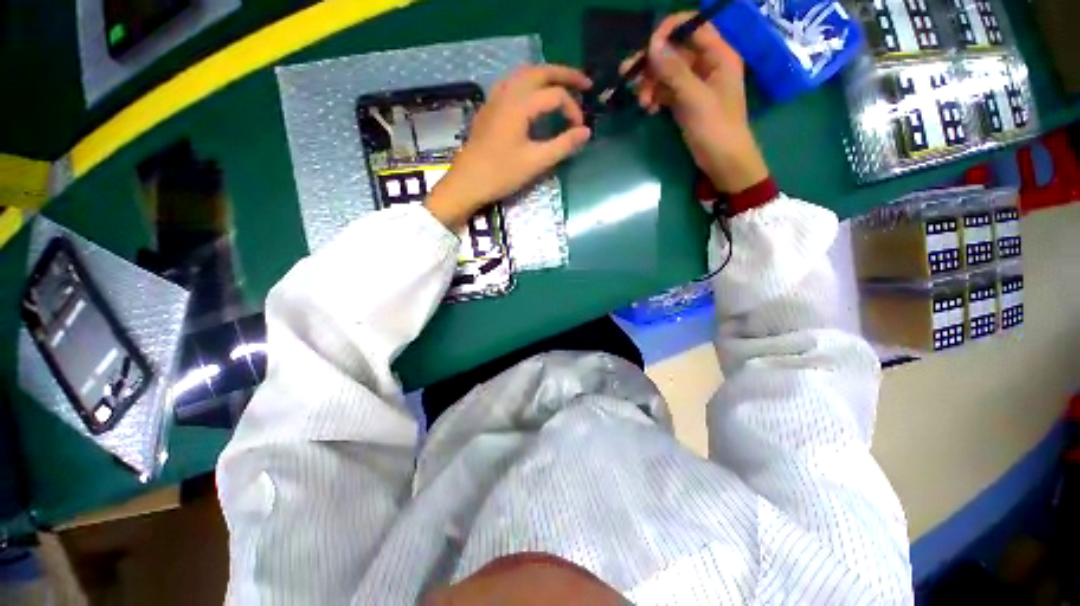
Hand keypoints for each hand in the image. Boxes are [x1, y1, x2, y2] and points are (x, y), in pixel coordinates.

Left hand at [426, 65, 592, 229]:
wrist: (467, 183)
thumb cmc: (501, 174)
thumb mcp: (535, 163)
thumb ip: (563, 145)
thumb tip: (586, 132)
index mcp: (519, 105)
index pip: (555, 95)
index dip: (573, 110)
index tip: (580, 131)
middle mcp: (506, 93)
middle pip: (539, 72)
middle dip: (565, 75)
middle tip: (584, 84)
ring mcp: (494, 99)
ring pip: (523, 74)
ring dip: (545, 75)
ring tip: (561, 85)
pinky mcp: (488, 109)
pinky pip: (511, 84)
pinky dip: (528, 83)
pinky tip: (532, 97)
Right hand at [623, 13, 768, 193]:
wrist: (723, 163)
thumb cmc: (716, 129)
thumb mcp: (695, 99)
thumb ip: (674, 71)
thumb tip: (651, 44)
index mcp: (718, 55)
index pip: (692, 27)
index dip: (669, 30)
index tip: (647, 47)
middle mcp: (706, 64)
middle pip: (674, 51)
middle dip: (652, 64)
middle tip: (629, 77)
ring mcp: (695, 84)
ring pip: (666, 73)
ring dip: (650, 84)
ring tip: (641, 103)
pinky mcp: (685, 102)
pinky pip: (666, 91)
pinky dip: (655, 97)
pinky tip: (648, 109)